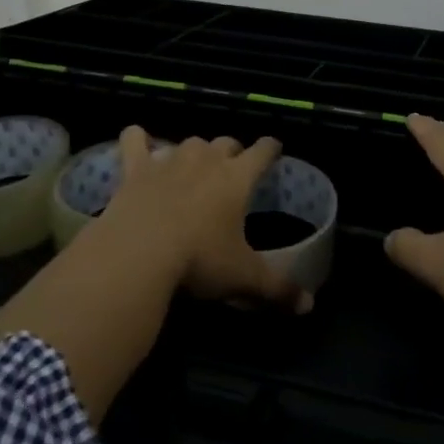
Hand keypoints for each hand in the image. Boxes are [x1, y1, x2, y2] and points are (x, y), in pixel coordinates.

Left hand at [98, 126, 312, 312]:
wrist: (138, 253)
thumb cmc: (199, 260)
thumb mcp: (244, 278)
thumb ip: (278, 288)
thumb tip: (309, 305)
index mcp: (237, 178)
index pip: (262, 151)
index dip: (270, 148)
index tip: (273, 149)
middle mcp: (206, 160)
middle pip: (225, 142)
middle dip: (231, 152)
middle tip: (231, 170)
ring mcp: (168, 160)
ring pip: (189, 142)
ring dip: (194, 151)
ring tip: (192, 166)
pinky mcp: (135, 168)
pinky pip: (134, 139)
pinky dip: (136, 138)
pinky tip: (137, 142)